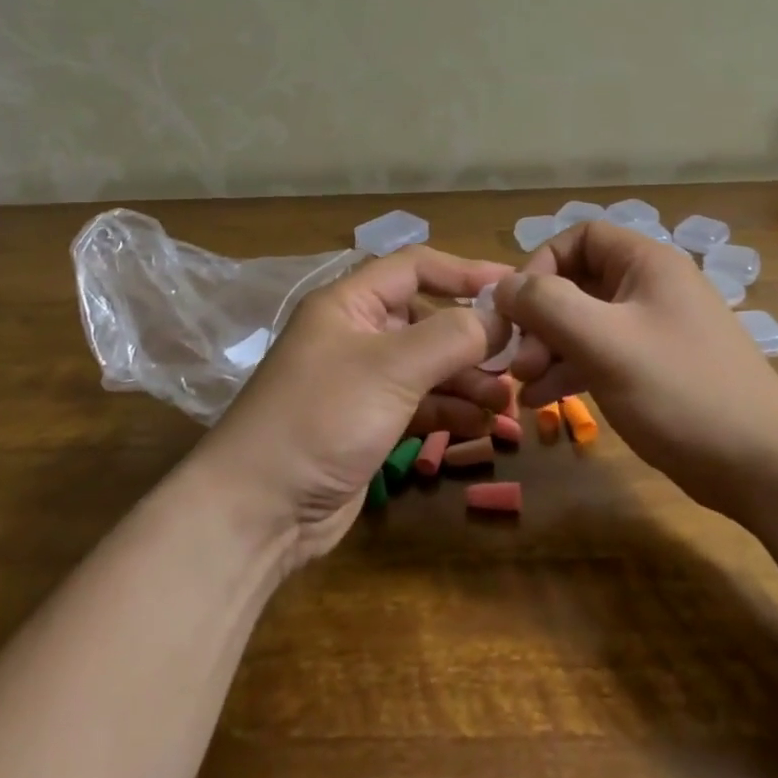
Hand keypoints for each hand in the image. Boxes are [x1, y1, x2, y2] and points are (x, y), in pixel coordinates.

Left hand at [199, 245, 520, 563]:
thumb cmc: (323, 417)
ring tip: (506, 401)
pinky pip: (421, 405)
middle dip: (472, 339)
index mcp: (350, 304)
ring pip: (429, 367)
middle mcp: (357, 335)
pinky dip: (451, 412)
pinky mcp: (370, 424)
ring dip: (469, 380)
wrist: (259, 510)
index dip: (465, 272)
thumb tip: (500, 315)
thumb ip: (452, 336)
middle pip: (428, 320)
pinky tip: (481, 426)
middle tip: (518, 359)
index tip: (514, 288)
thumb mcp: (392, 367)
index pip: (415, 267)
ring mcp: (363, 383)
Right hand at [499, 222, 777, 513]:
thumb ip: (548, 306)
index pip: (580, 237)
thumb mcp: (606, 343)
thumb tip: (503, 286)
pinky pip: (602, 355)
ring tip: (523, 386)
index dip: (541, 264)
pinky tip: (546, 401)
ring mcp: (655, 330)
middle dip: (540, 318)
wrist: (764, 466)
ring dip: (549, 349)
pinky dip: (571, 371)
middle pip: (578, 283)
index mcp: (647, 264)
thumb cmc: (682, 391)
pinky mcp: (656, 369)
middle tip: (517, 361)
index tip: (517, 308)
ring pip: (586, 323)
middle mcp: (651, 287)